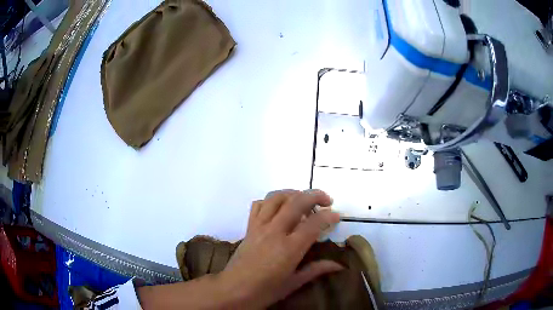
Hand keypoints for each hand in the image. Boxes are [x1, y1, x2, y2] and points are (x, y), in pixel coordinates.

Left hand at [219, 189, 341, 308]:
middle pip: (296, 202)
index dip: (329, 216)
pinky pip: (258, 205)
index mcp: (289, 248)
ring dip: (293, 193)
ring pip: (276, 198)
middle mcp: (274, 232)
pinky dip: (271, 200)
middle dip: (315, 195)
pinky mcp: (249, 227)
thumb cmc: (265, 291)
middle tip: (327, 200)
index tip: (336, 216)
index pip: (313, 223)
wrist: (233, 290)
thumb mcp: (293, 283)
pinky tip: (279, 208)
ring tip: (303, 200)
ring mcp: (259, 227)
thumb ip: (316, 269)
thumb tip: (339, 265)